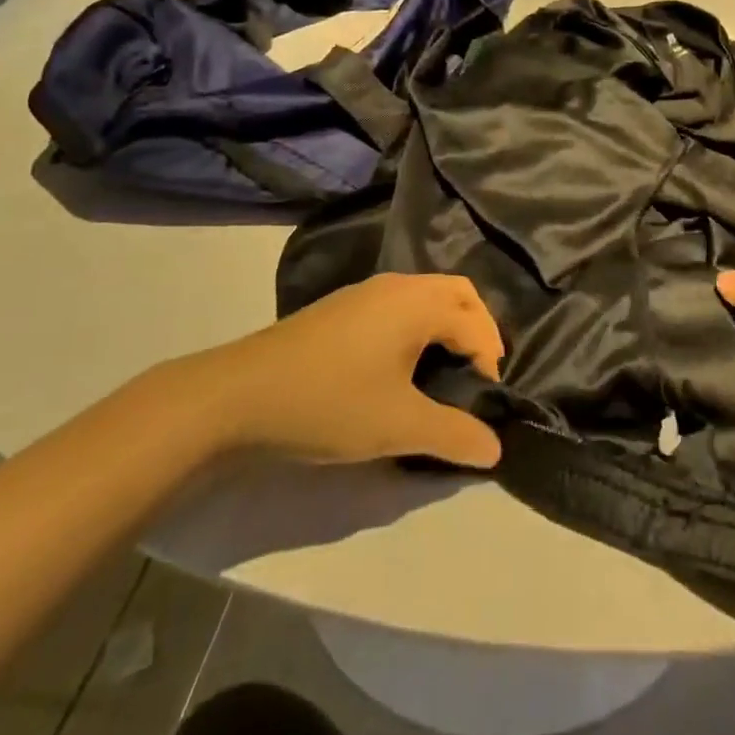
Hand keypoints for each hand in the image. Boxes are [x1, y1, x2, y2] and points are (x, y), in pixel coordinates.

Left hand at [205, 274, 505, 468]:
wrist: (238, 395)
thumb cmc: (330, 402)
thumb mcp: (399, 425)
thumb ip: (454, 434)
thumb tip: (496, 448)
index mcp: (417, 302)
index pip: (475, 323)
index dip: (489, 361)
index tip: (485, 402)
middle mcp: (396, 286)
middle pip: (458, 294)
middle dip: (478, 330)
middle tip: (478, 374)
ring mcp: (365, 293)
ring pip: (426, 296)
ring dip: (447, 326)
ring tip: (446, 371)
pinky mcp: (342, 308)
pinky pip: (400, 305)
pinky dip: (419, 326)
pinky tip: (401, 365)